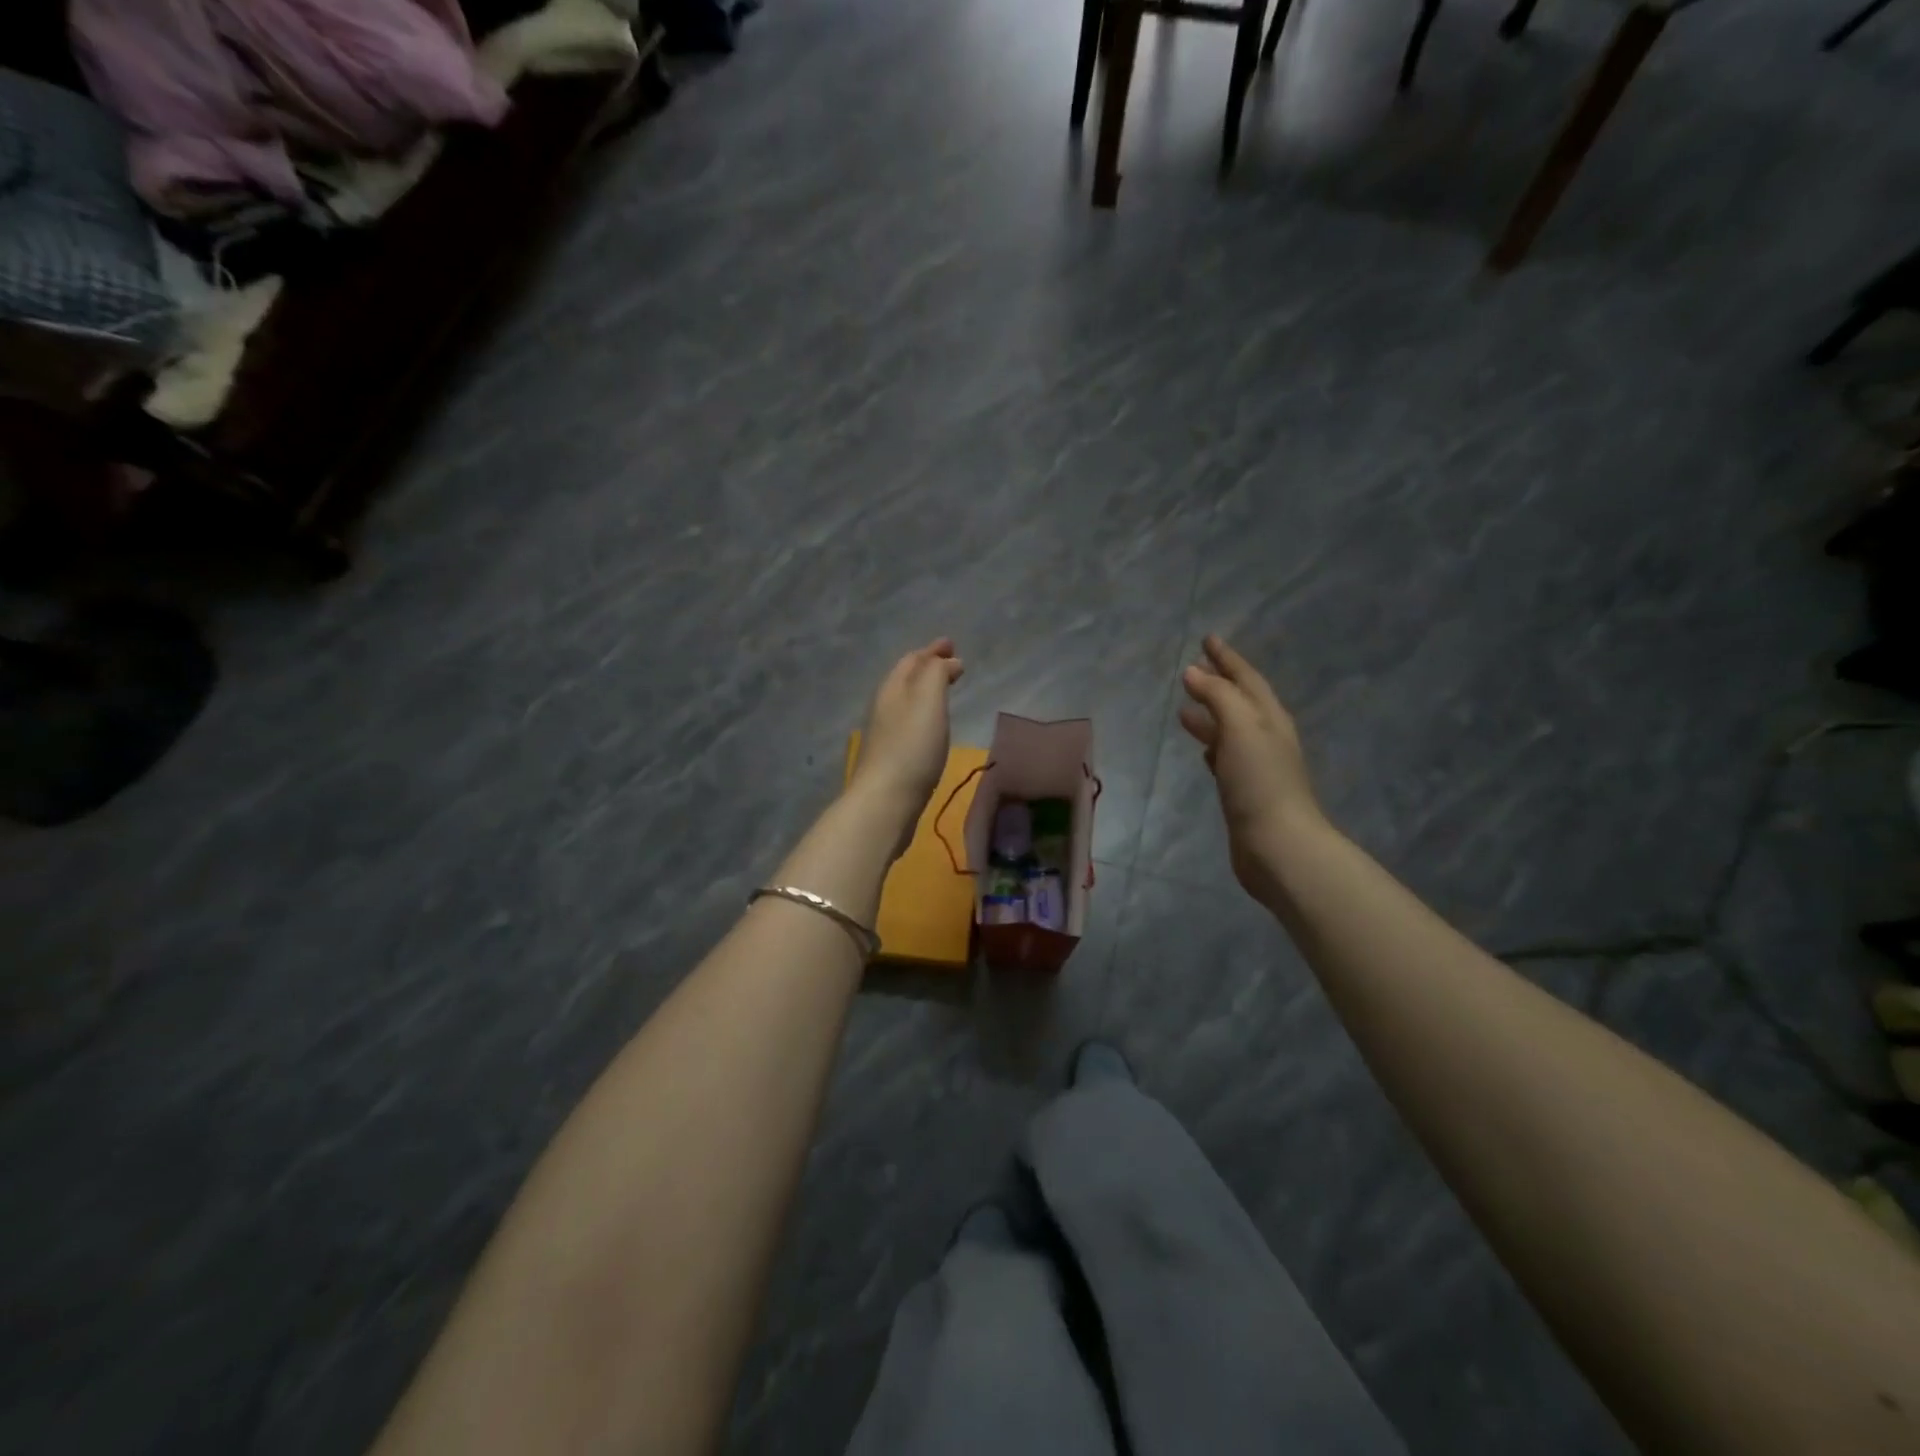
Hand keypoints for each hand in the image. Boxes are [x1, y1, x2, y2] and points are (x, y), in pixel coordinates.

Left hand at [849, 638, 964, 850]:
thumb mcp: (927, 700)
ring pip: (906, 701)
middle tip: (952, 663)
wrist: (886, 801)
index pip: (911, 660)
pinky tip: (931, 726)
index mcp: (892, 689)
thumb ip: (936, 674)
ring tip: (944, 690)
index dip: (932, 650)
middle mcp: (884, 707)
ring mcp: (885, 734)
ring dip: (925, 691)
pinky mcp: (890, 758)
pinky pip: (908, 723)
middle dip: (928, 667)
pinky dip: (923, 714)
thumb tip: (947, 660)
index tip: (951, 644)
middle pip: (905, 679)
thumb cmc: (911, 747)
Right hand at [1179, 635, 1329, 903]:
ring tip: (1184, 709)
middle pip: (1240, 701)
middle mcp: (1267, 737)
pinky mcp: (1245, 791)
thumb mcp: (1241, 728)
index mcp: (1270, 718)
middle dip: (1218, 683)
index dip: (1227, 658)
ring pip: (1230, 729)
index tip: (1207, 639)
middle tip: (1192, 669)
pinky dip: (1213, 745)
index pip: (1247, 678)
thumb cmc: (1259, 781)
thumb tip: (1194, 672)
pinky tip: (1203, 749)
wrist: (1277, 844)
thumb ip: (1218, 697)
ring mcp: (1257, 765)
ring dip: (1211, 715)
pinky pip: (1226, 757)